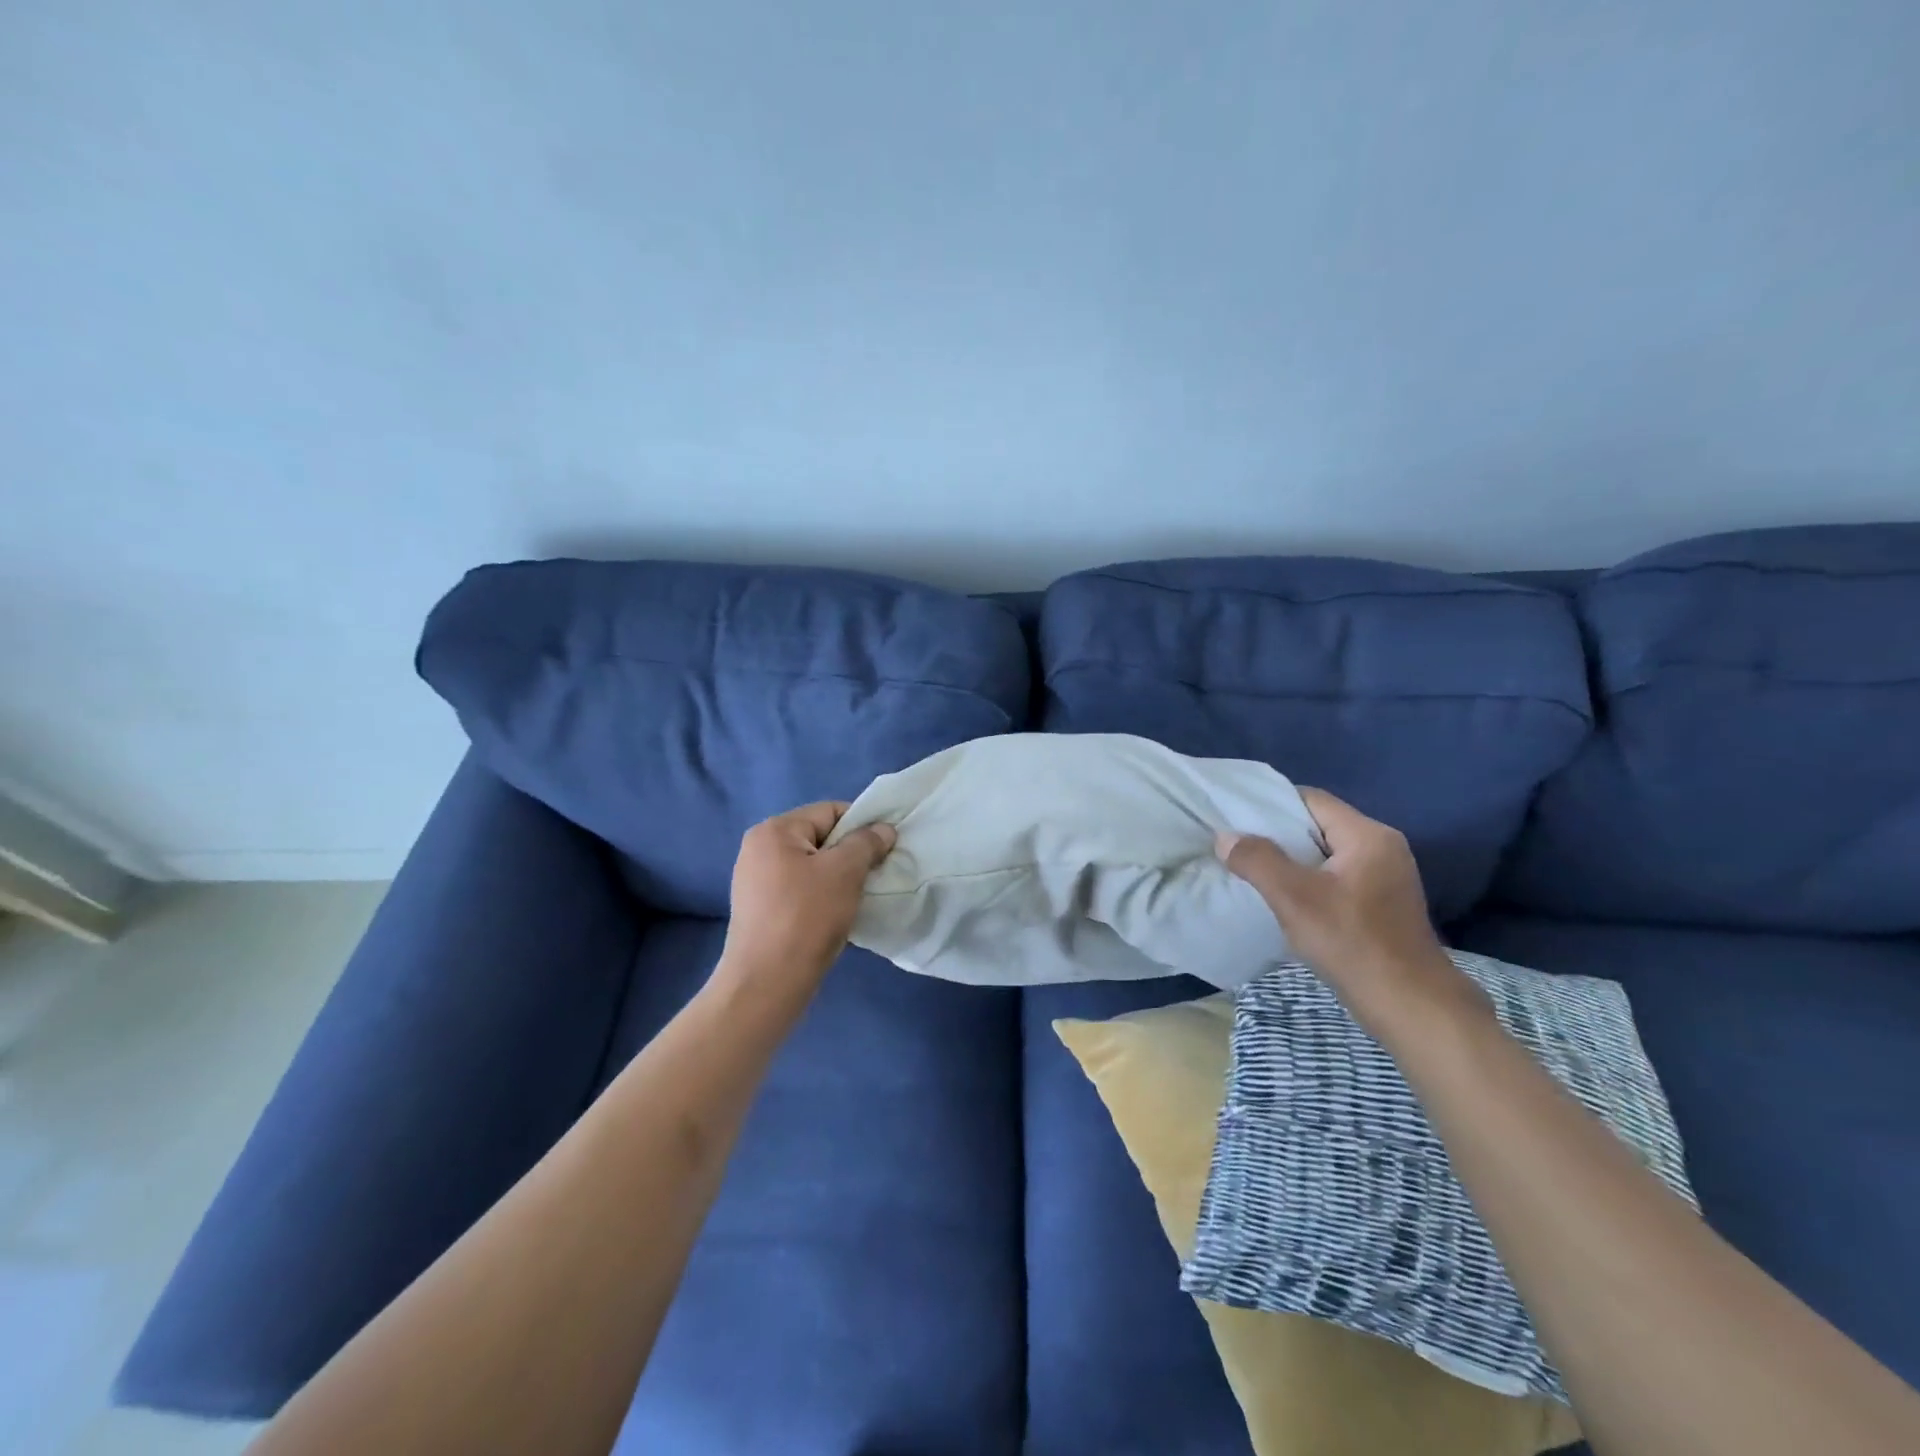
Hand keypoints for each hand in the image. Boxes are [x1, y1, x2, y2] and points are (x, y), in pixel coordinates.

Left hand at [719, 801, 895, 987]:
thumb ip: (867, 842)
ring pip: (812, 866)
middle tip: (873, 876)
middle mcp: (759, 848)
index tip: (884, 850)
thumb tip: (883, 829)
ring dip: (838, 878)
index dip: (862, 826)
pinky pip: (800, 889)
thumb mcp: (845, 872)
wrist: (767, 984)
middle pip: (820, 838)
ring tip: (856, 898)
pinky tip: (835, 916)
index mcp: (774, 830)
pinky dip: (821, 896)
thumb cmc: (807, 918)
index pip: (830, 811)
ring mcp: (755, 881)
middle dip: (850, 854)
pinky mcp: (759, 909)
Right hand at [1216, 788, 1486, 1034]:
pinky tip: (1285, 900)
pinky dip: (1309, 883)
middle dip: (1278, 835)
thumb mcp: (1294, 897)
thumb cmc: (1352, 943)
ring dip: (1291, 862)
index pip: (1311, 800)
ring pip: (1326, 855)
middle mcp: (1383, 848)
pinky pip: (1336, 879)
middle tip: (1238, 846)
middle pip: (1319, 826)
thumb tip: (1225, 837)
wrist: (1410, 1007)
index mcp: (1368, 836)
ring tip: (1254, 872)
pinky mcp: (1383, 905)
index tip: (1236, 818)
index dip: (1271, 804)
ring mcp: (1386, 878)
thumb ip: (1257, 860)